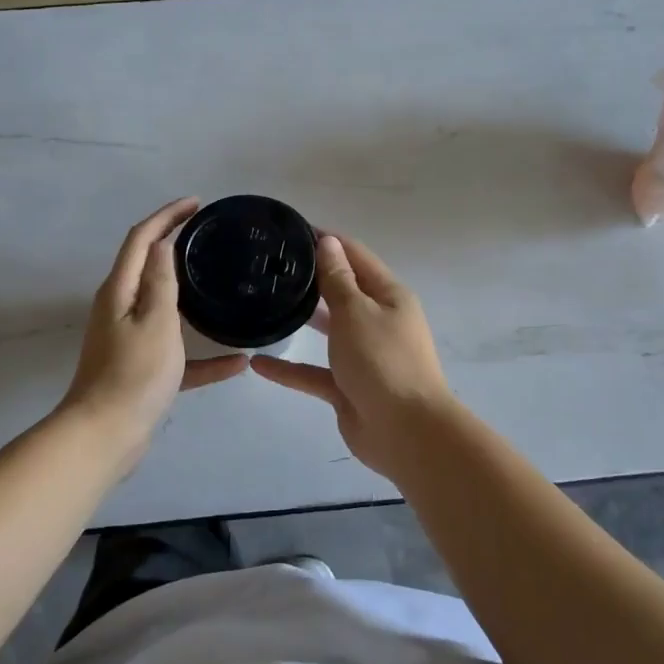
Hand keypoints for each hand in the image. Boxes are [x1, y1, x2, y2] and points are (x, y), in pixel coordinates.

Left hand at [61, 198, 246, 466]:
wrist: (105, 436)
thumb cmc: (133, 374)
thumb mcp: (155, 321)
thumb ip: (160, 281)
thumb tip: (162, 243)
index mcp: (120, 291)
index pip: (141, 239)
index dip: (166, 216)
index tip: (196, 204)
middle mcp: (120, 309)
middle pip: (148, 267)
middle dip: (174, 245)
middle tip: (208, 237)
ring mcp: (130, 340)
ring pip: (164, 308)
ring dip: (189, 295)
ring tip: (220, 284)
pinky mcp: (142, 369)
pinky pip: (178, 354)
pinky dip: (203, 356)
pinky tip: (237, 363)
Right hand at [251, 233, 454, 479]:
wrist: (406, 432)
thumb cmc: (383, 361)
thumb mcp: (356, 312)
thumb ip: (337, 279)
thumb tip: (328, 242)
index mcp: (388, 296)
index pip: (355, 256)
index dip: (327, 241)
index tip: (291, 231)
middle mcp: (377, 321)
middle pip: (342, 291)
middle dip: (311, 278)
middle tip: (269, 266)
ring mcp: (363, 356)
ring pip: (329, 330)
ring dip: (302, 319)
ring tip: (264, 303)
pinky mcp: (348, 387)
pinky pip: (314, 372)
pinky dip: (289, 368)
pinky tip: (258, 363)